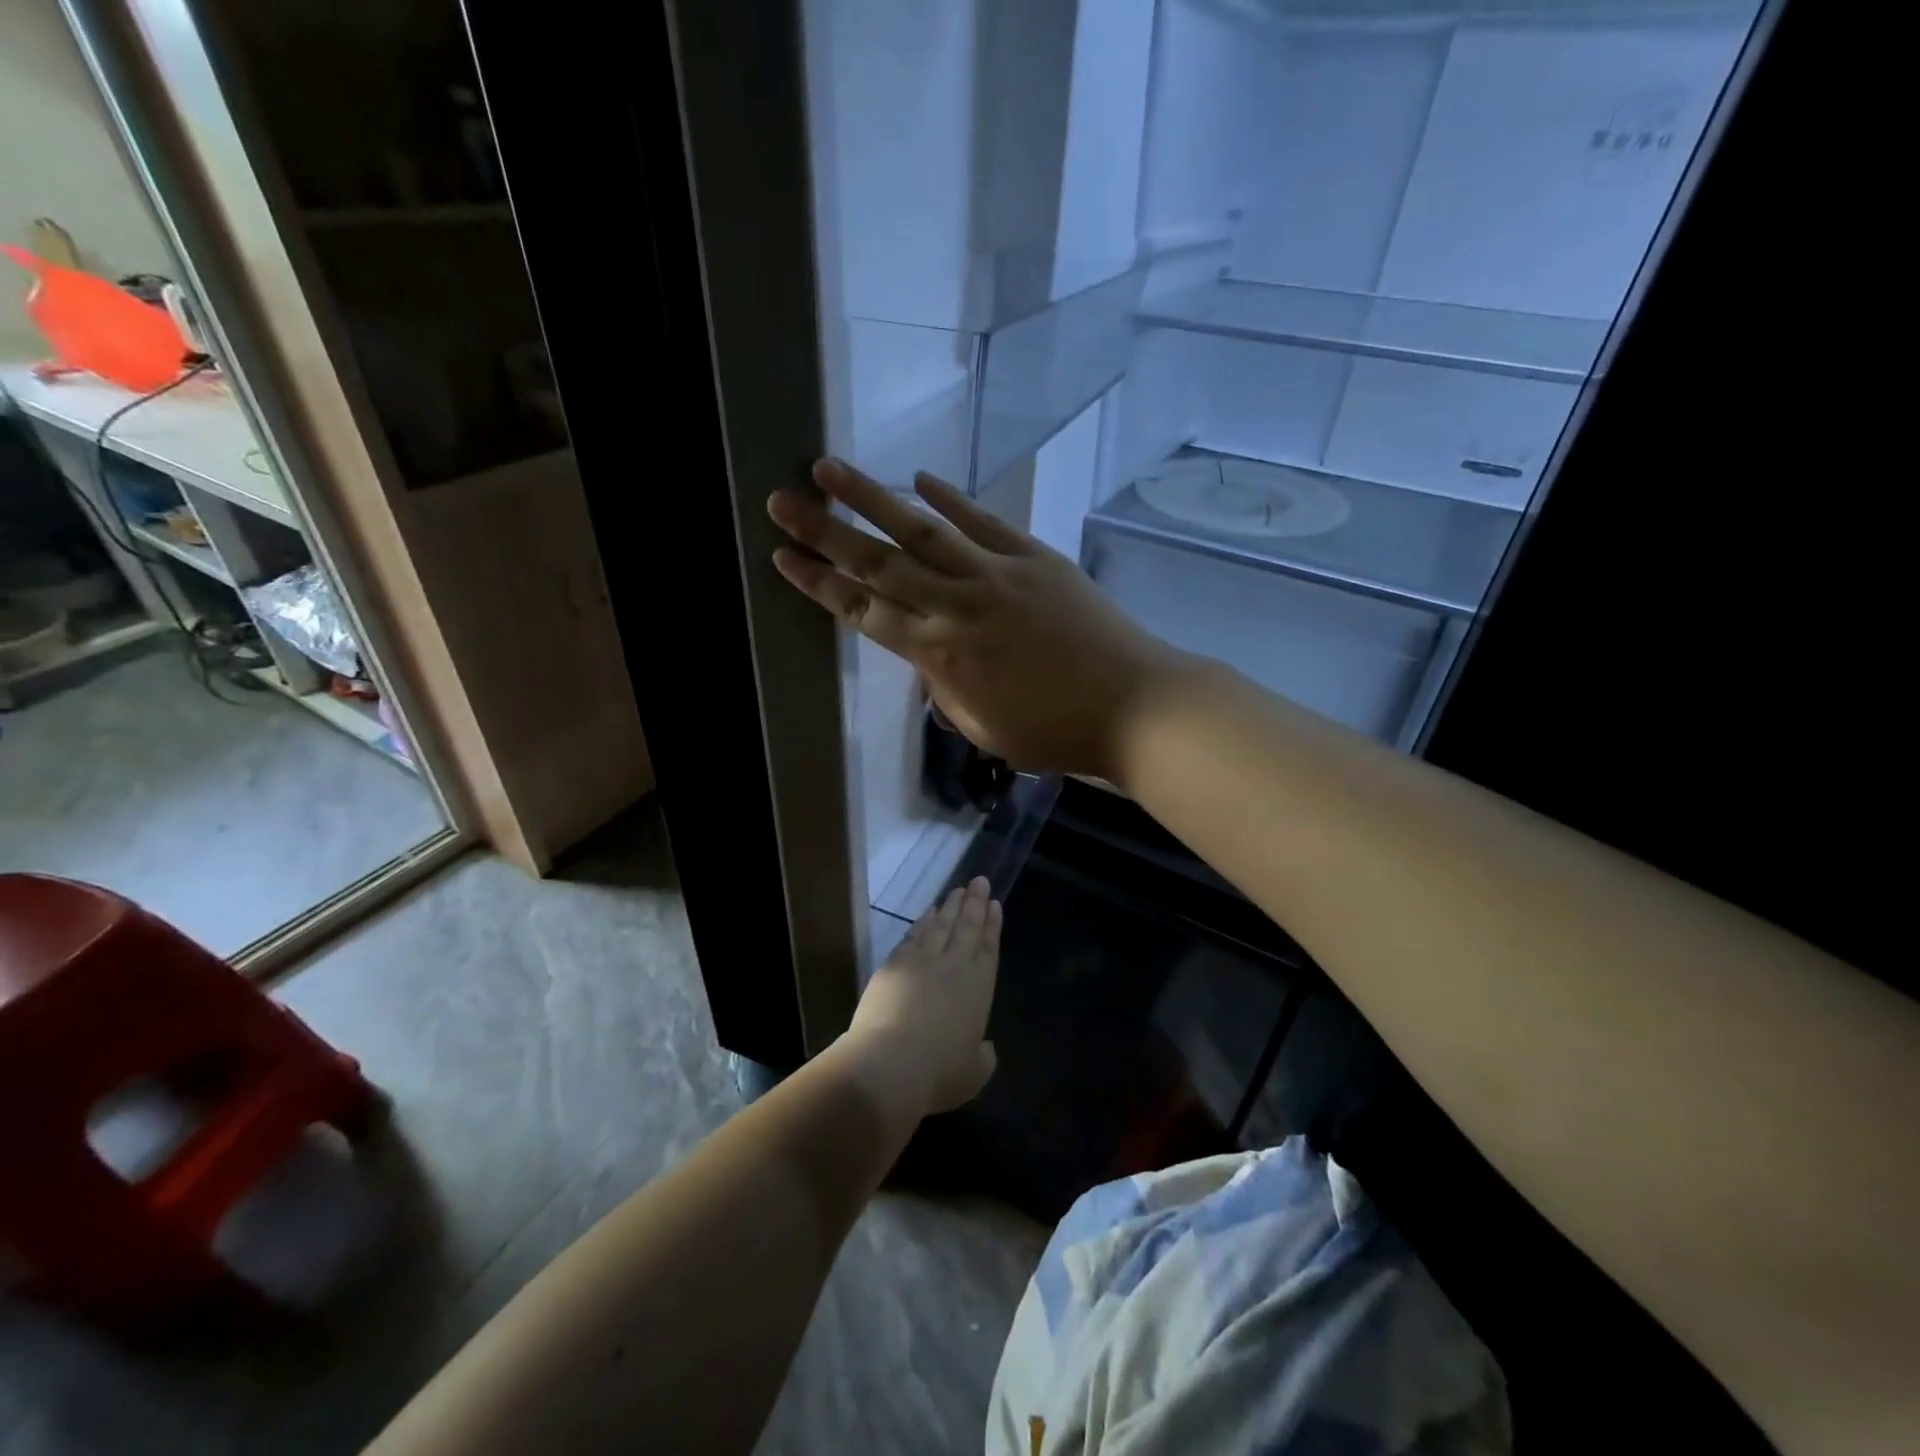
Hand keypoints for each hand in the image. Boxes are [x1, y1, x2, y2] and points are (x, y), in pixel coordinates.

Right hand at [768, 458, 1183, 780]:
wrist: (1133, 704)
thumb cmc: (1056, 731)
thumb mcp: (984, 728)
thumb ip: (945, 689)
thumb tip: (926, 658)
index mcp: (940, 654)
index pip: (865, 612)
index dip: (821, 585)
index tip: (782, 557)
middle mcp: (956, 605)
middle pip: (879, 563)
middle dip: (825, 531)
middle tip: (782, 500)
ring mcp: (996, 573)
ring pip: (922, 529)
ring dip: (872, 498)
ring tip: (830, 468)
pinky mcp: (1033, 556)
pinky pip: (982, 521)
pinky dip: (950, 497)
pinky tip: (919, 476)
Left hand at [840, 877, 1000, 1122]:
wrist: (888, 1064)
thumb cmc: (937, 1074)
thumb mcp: (973, 1074)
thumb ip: (983, 1057)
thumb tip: (984, 1047)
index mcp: (978, 988)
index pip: (989, 948)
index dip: (992, 926)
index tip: (995, 904)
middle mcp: (953, 967)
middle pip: (966, 927)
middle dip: (975, 903)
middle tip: (979, 881)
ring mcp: (921, 961)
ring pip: (940, 925)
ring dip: (950, 906)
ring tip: (958, 890)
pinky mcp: (893, 964)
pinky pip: (912, 935)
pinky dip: (922, 921)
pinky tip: (927, 913)